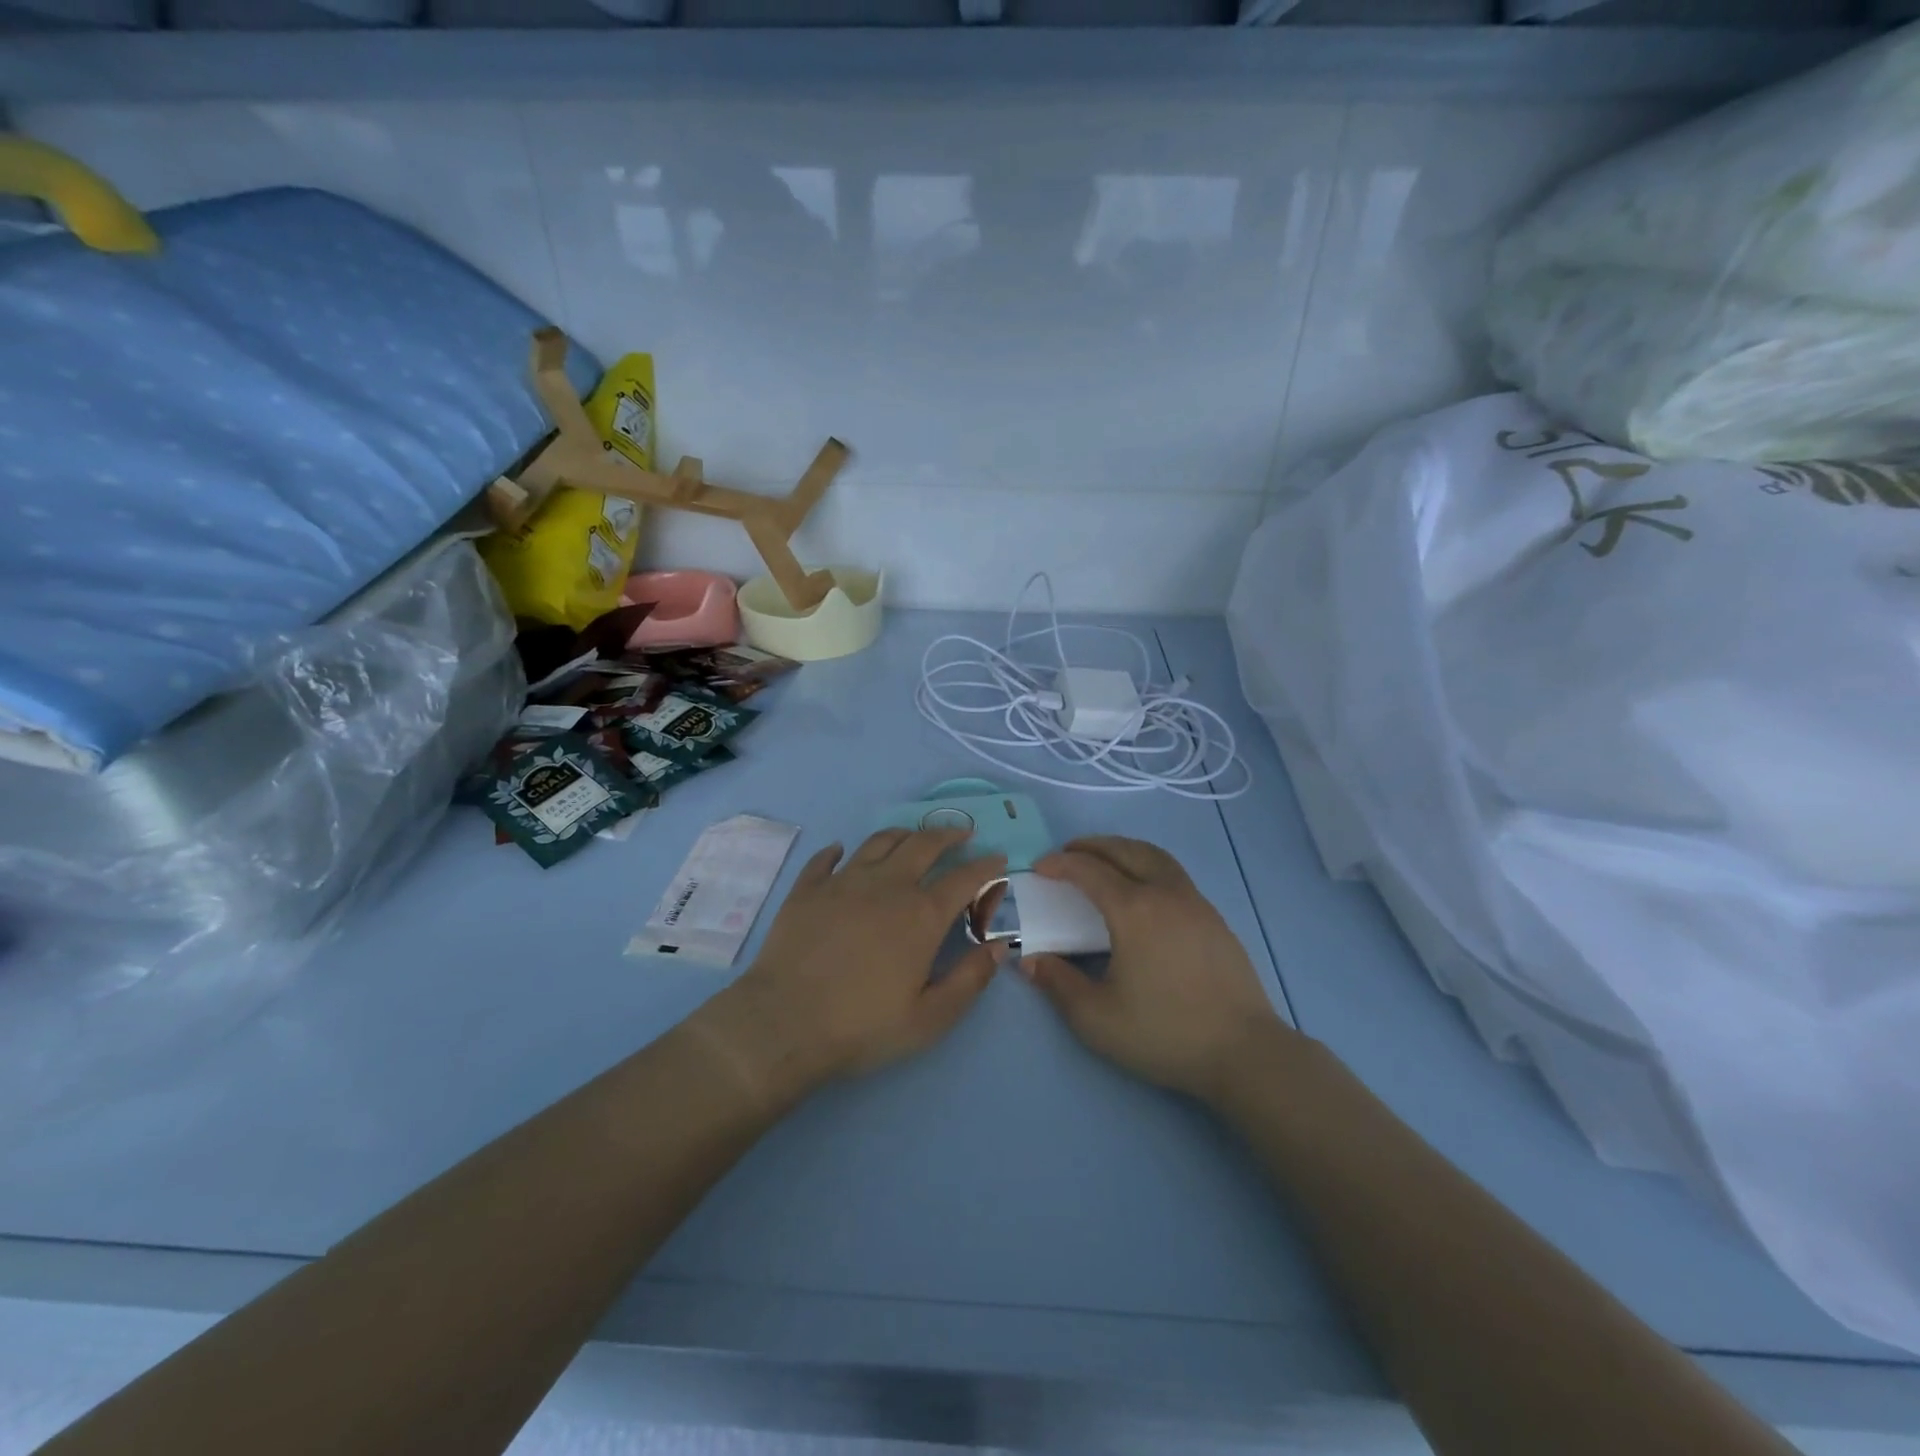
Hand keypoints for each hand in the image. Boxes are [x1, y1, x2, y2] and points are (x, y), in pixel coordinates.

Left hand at [710, 828, 1007, 1095]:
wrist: (783, 1024)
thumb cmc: (862, 1026)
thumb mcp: (929, 1019)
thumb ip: (969, 980)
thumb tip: (999, 946)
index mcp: (921, 914)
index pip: (964, 878)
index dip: (986, 866)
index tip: (998, 859)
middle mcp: (887, 885)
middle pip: (924, 845)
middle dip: (949, 835)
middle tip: (962, 834)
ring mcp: (843, 881)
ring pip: (880, 841)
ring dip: (904, 834)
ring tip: (913, 836)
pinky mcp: (807, 889)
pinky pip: (826, 858)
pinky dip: (839, 850)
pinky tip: (842, 851)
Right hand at [1021, 836, 1288, 1102]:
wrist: (1244, 1051)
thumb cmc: (1164, 1033)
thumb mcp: (1096, 1018)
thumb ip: (1058, 984)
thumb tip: (1029, 961)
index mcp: (1134, 910)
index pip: (1089, 871)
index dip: (1060, 864)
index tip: (1039, 868)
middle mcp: (1165, 893)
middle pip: (1124, 850)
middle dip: (1091, 846)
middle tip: (1068, 854)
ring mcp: (1195, 902)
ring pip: (1155, 856)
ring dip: (1123, 849)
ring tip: (1104, 861)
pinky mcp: (1214, 918)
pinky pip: (1173, 874)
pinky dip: (1147, 865)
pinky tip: (1143, 892)